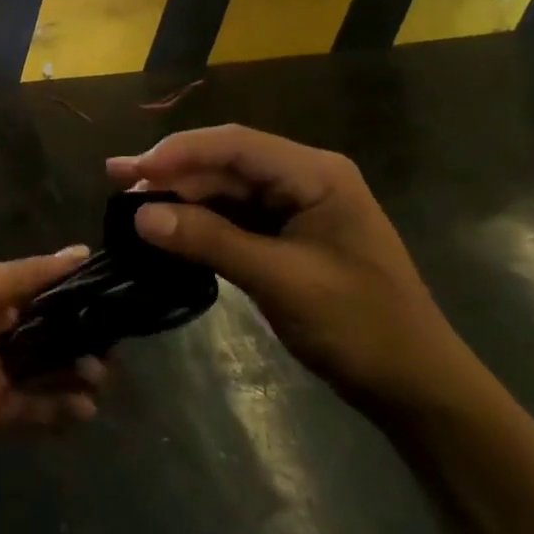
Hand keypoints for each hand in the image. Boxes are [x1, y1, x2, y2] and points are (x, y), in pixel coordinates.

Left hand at [0, 250, 107, 455]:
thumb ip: (30, 274)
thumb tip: (81, 251)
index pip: (39, 287)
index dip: (74, 292)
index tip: (113, 297)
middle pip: (47, 330)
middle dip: (80, 336)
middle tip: (112, 345)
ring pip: (45, 369)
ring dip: (74, 371)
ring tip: (98, 376)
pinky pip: (33, 407)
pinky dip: (59, 408)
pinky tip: (84, 408)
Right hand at [108, 125, 472, 412]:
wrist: (417, 388)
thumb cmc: (361, 327)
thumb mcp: (282, 281)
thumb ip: (210, 241)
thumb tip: (140, 215)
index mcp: (315, 174)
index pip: (234, 145)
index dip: (178, 152)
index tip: (131, 170)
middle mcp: (304, 178)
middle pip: (226, 163)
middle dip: (172, 171)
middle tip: (116, 183)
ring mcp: (296, 207)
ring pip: (226, 189)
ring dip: (181, 196)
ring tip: (129, 204)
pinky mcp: (287, 236)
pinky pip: (234, 216)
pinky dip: (199, 222)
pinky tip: (166, 227)